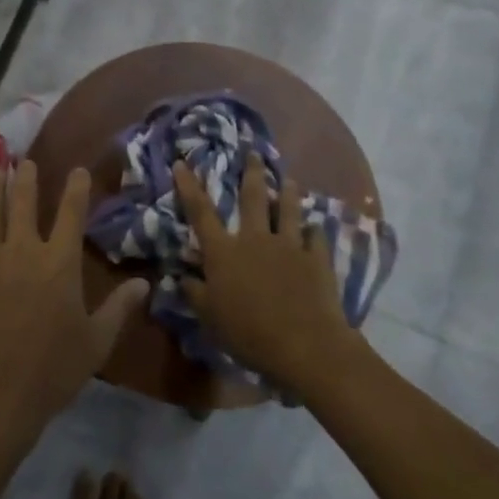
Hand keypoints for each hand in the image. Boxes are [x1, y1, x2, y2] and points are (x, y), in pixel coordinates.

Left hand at [0, 163, 146, 470]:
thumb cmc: (51, 372)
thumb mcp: (96, 343)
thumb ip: (119, 308)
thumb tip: (144, 284)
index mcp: (59, 262)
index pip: (70, 212)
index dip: (75, 187)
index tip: (76, 169)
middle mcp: (22, 250)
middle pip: (23, 201)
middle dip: (25, 177)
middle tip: (23, 161)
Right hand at [173, 154, 354, 390]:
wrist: (305, 345)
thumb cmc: (249, 333)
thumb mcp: (210, 318)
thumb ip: (195, 294)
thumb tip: (182, 277)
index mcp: (224, 252)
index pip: (201, 213)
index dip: (189, 187)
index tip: (182, 163)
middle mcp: (255, 239)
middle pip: (252, 199)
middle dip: (251, 173)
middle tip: (253, 153)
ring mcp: (289, 246)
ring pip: (288, 210)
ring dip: (288, 193)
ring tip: (290, 179)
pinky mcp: (316, 259)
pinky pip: (316, 237)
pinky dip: (314, 231)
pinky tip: (315, 227)